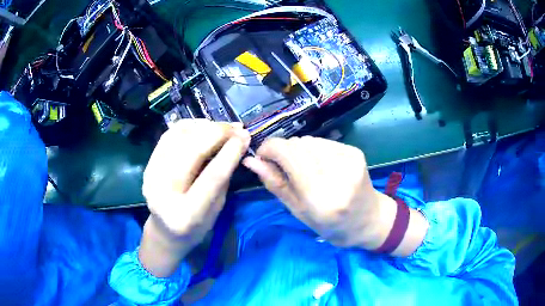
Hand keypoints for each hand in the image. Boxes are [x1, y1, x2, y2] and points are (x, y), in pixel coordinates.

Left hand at [139, 119, 249, 276]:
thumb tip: (236, 143)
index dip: (230, 153)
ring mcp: (151, 177)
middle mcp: (163, 194)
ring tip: (222, 126)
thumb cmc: (196, 227)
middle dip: (216, 133)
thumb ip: (223, 179)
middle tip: (236, 127)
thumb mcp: (216, 210)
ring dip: (203, 126)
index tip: (245, 136)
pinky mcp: (147, 166)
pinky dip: (188, 126)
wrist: (165, 232)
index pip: (211, 177)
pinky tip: (203, 126)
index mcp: (186, 215)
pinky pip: (168, 136)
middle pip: (191, 152)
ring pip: (177, 139)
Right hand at [243, 136, 427, 255]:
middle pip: (296, 144)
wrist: (369, 220)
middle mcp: (337, 173)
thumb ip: (275, 184)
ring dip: (298, 151)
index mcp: (320, 196)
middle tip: (283, 169)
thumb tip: (251, 161)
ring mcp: (349, 159)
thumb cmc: (331, 225)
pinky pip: (323, 142)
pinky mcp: (355, 151)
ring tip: (304, 170)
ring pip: (308, 140)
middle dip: (283, 152)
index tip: (262, 157)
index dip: (268, 149)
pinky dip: (314, 151)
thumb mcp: (298, 212)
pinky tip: (320, 165)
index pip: (287, 153)